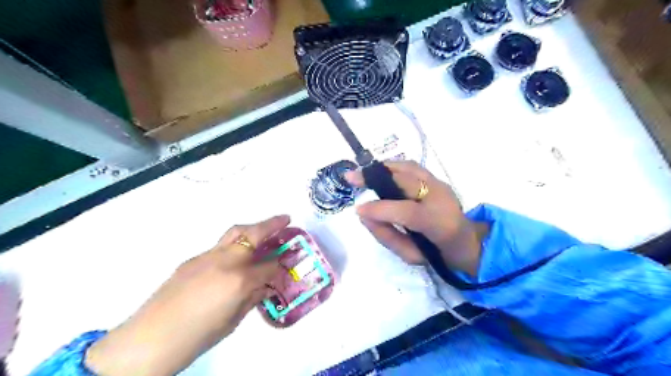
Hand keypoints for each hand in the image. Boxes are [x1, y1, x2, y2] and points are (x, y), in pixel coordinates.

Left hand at [85, 215, 290, 375]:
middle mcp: (225, 261)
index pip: (269, 266)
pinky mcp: (193, 259)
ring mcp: (207, 256)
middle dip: (272, 224)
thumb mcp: (233, 320)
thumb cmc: (197, 336)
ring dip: (253, 229)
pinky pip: (219, 247)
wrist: (149, 340)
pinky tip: (234, 259)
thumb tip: (264, 287)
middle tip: (285, 219)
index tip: (285, 269)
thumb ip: (252, 298)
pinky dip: (234, 246)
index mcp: (239, 280)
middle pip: (253, 234)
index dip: (280, 268)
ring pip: (235, 233)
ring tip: (265, 229)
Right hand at [346, 161, 488, 275]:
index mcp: (439, 223)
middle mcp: (442, 197)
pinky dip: (393, 168)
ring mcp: (441, 184)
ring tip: (364, 173)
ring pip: (409, 168)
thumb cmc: (439, 254)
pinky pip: (412, 168)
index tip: (357, 209)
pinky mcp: (437, 179)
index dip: (380, 209)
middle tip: (351, 177)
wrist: (468, 242)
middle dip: (375, 177)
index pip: (406, 212)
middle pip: (406, 180)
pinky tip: (380, 173)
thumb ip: (386, 235)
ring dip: (383, 168)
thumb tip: (363, 215)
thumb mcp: (411, 255)